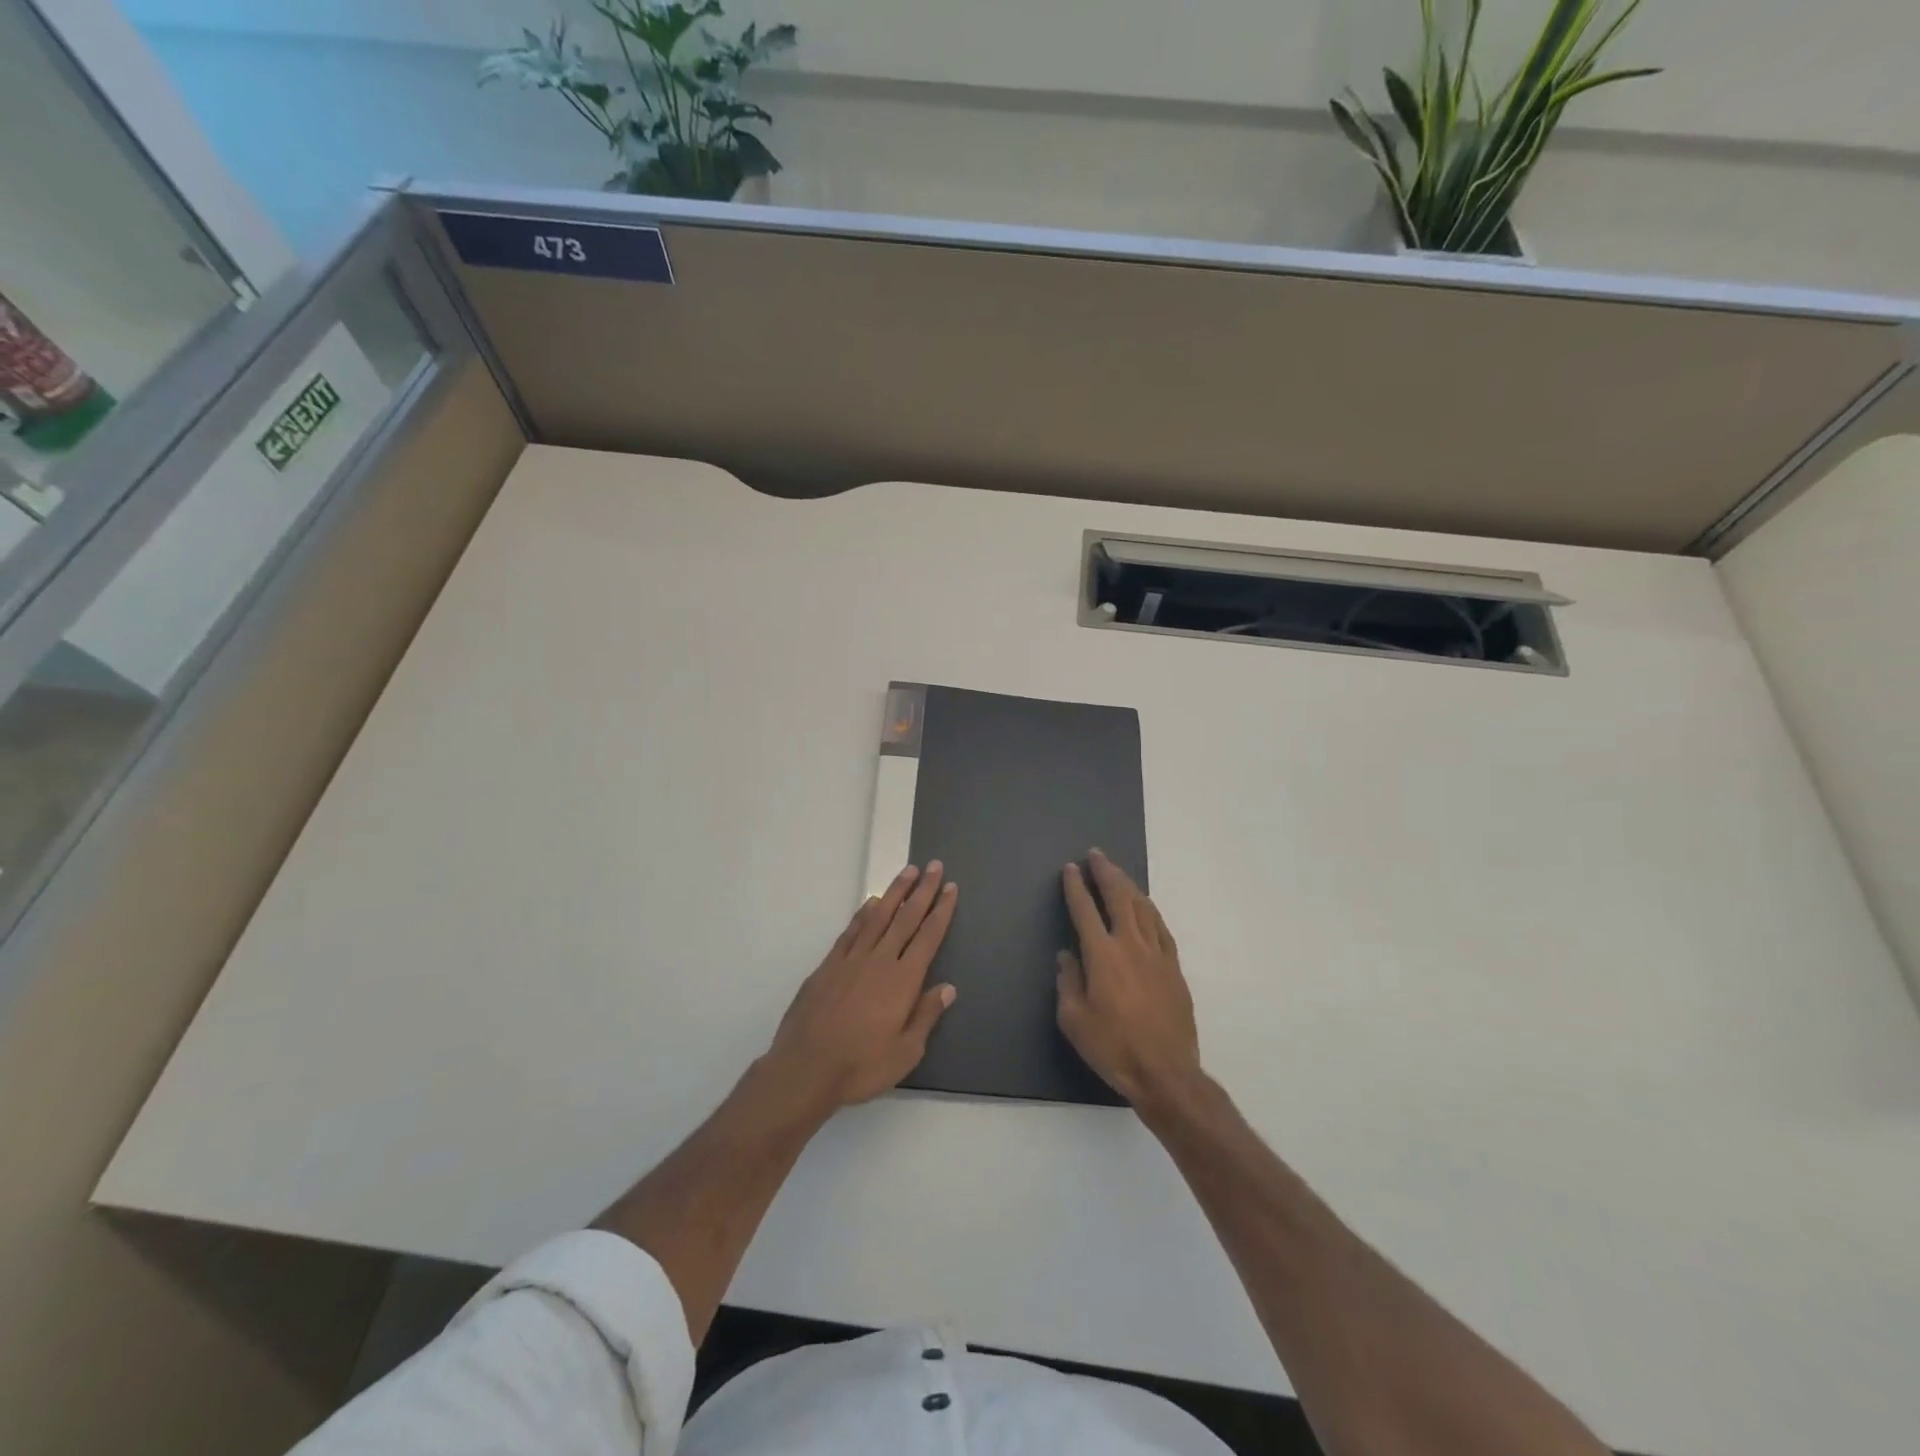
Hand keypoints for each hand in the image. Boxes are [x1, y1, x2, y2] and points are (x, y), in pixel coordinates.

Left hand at [767, 863, 958, 1112]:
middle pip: (906, 918)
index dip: (941, 911)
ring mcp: (851, 960)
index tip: (950, 888)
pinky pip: (851, 932)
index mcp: (903, 980)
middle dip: (923, 891)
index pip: (928, 937)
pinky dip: (863, 914)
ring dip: (895, 892)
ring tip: (908, 871)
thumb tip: (947, 987)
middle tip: (935, 867)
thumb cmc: (861, 1066)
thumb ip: (926, 1015)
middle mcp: (880, 961)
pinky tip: (871, 903)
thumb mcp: (905, 1052)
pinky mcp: (828, 966)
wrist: (806, 1068)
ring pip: (878, 917)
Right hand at [1057, 849, 1201, 1106]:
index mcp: (1102, 955)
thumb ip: (1068, 981)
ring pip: (1143, 908)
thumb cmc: (1113, 1048)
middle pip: (1118, 898)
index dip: (1076, 887)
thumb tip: (1067, 955)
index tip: (1070, 869)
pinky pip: (1161, 928)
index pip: (1085, 910)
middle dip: (1106, 873)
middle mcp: (1130, 945)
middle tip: (1096, 856)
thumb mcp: (1074, 1020)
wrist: (1165, 1072)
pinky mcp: (1174, 968)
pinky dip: (1150, 910)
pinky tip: (1146, 906)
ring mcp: (1157, 954)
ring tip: (1118, 873)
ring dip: (1128, 886)